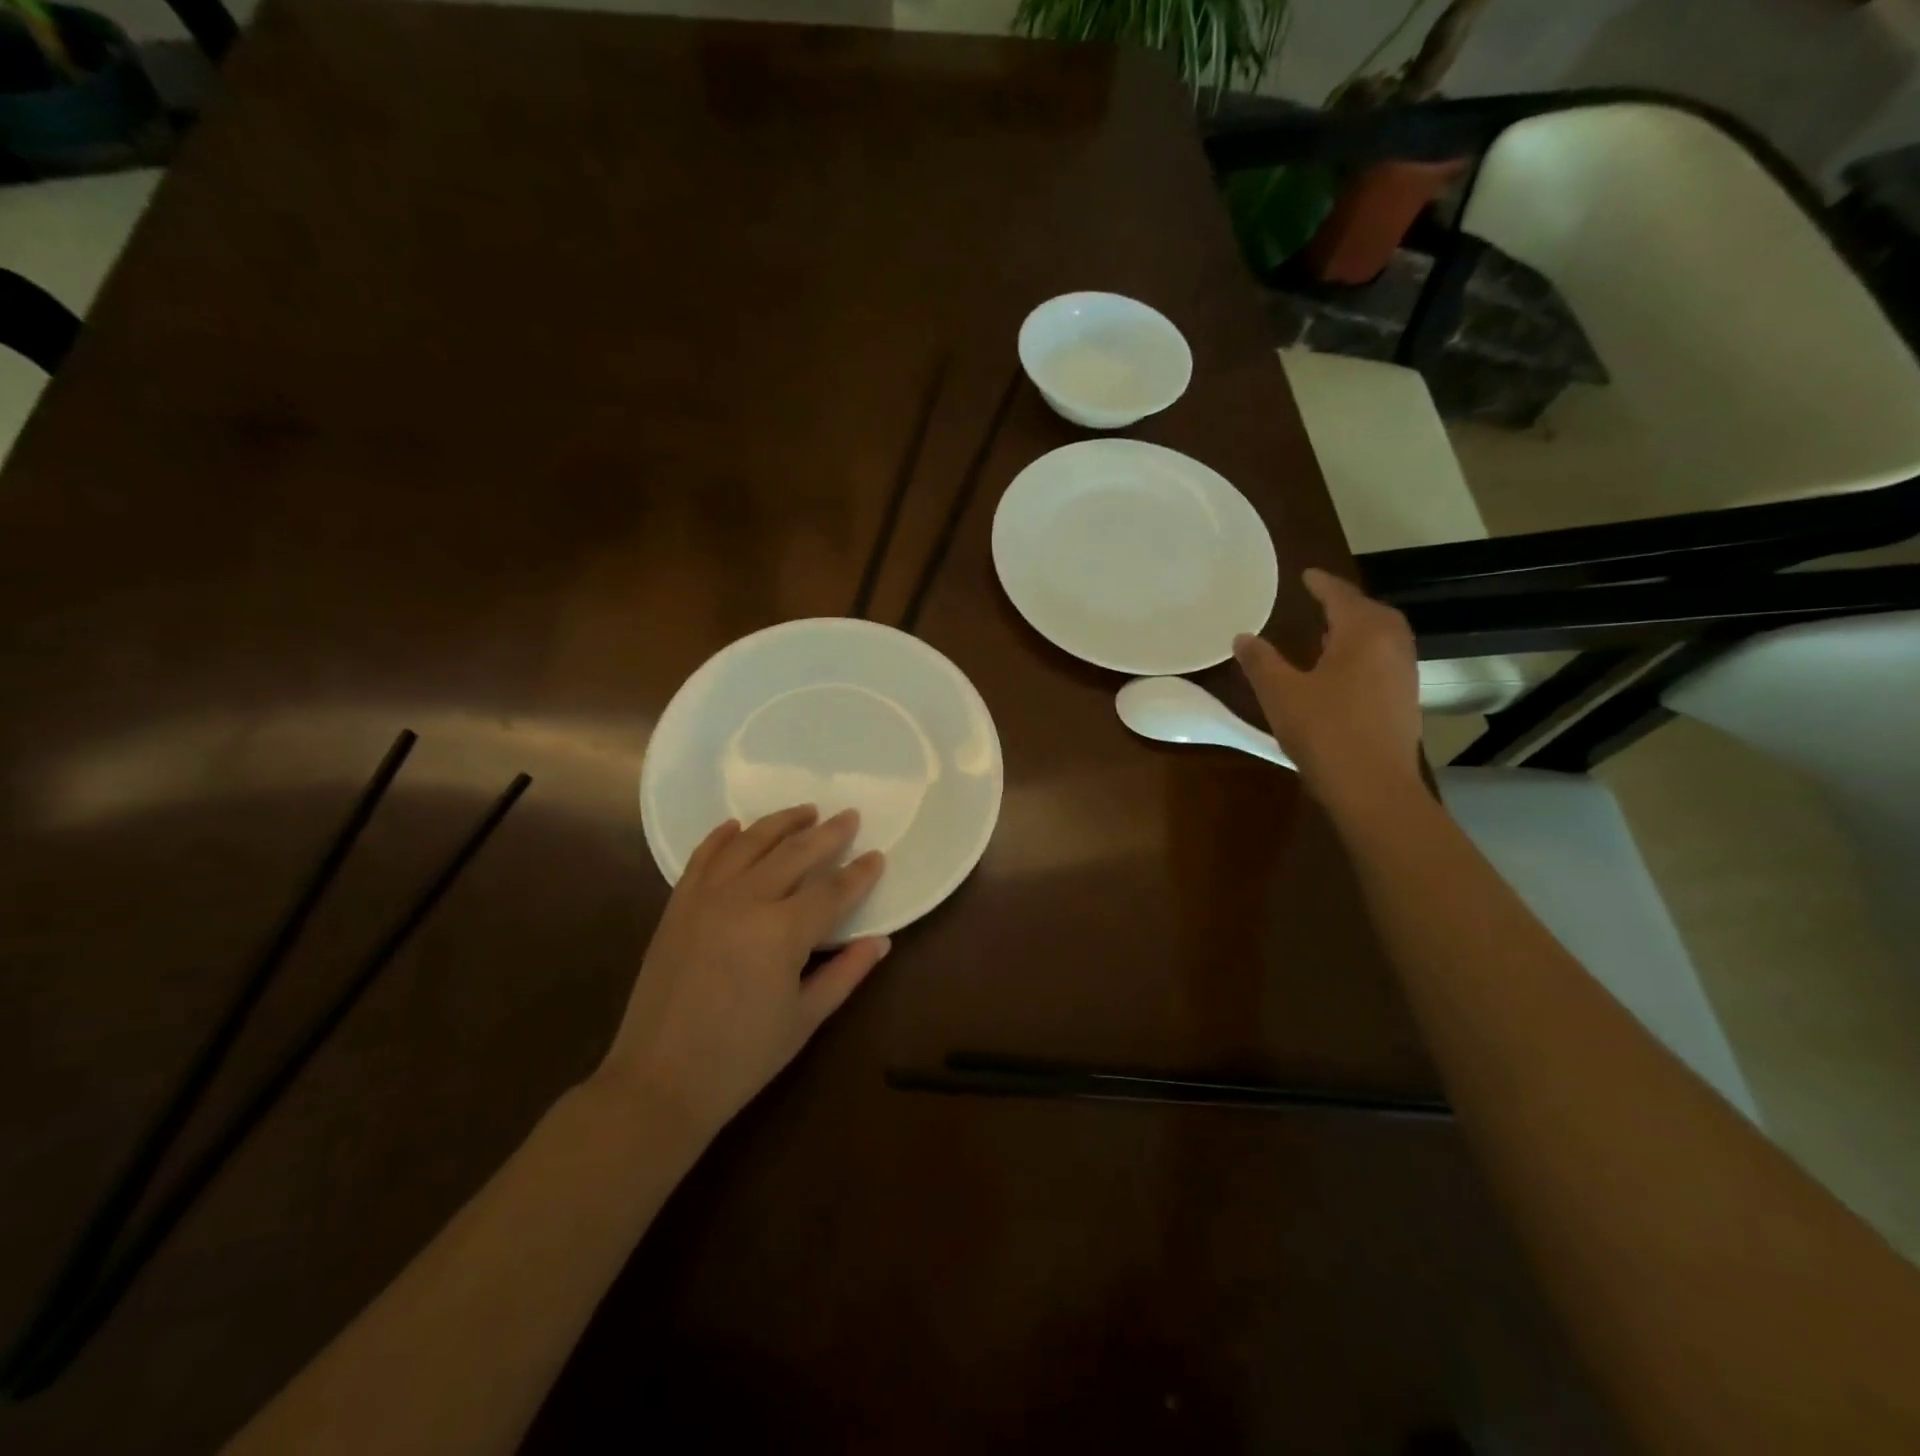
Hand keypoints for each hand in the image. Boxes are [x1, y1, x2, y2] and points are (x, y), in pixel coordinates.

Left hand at [596, 806, 889, 1136]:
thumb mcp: (805, 1019)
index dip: (859, 873)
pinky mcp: (678, 906)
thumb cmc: (741, 1059)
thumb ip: (846, 973)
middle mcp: (745, 901)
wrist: (659, 1082)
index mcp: (782, 932)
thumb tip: (881, 941)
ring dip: (780, 823)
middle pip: (794, 854)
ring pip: (749, 844)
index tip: (877, 856)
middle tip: (848, 816)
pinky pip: (703, 858)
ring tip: (804, 812)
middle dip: (827, 834)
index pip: (832, 891)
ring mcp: (706, 899)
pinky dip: (722, 837)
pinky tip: (737, 826)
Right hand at [1234, 568, 1422, 813]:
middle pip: (1371, 612)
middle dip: (1346, 603)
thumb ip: (1261, 661)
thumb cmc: (1325, 732)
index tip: (1306, 575)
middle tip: (1321, 601)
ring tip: (1330, 632)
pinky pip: (1385, 659)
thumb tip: (1243, 636)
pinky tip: (1343, 670)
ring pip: (1383, 636)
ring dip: (1358, 628)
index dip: (1321, 584)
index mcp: (1363, 634)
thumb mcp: (1281, 694)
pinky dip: (1365, 652)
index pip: (1341, 596)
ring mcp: (1403, 674)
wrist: (1373, 787)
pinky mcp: (1405, 699)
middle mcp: (1391, 646)